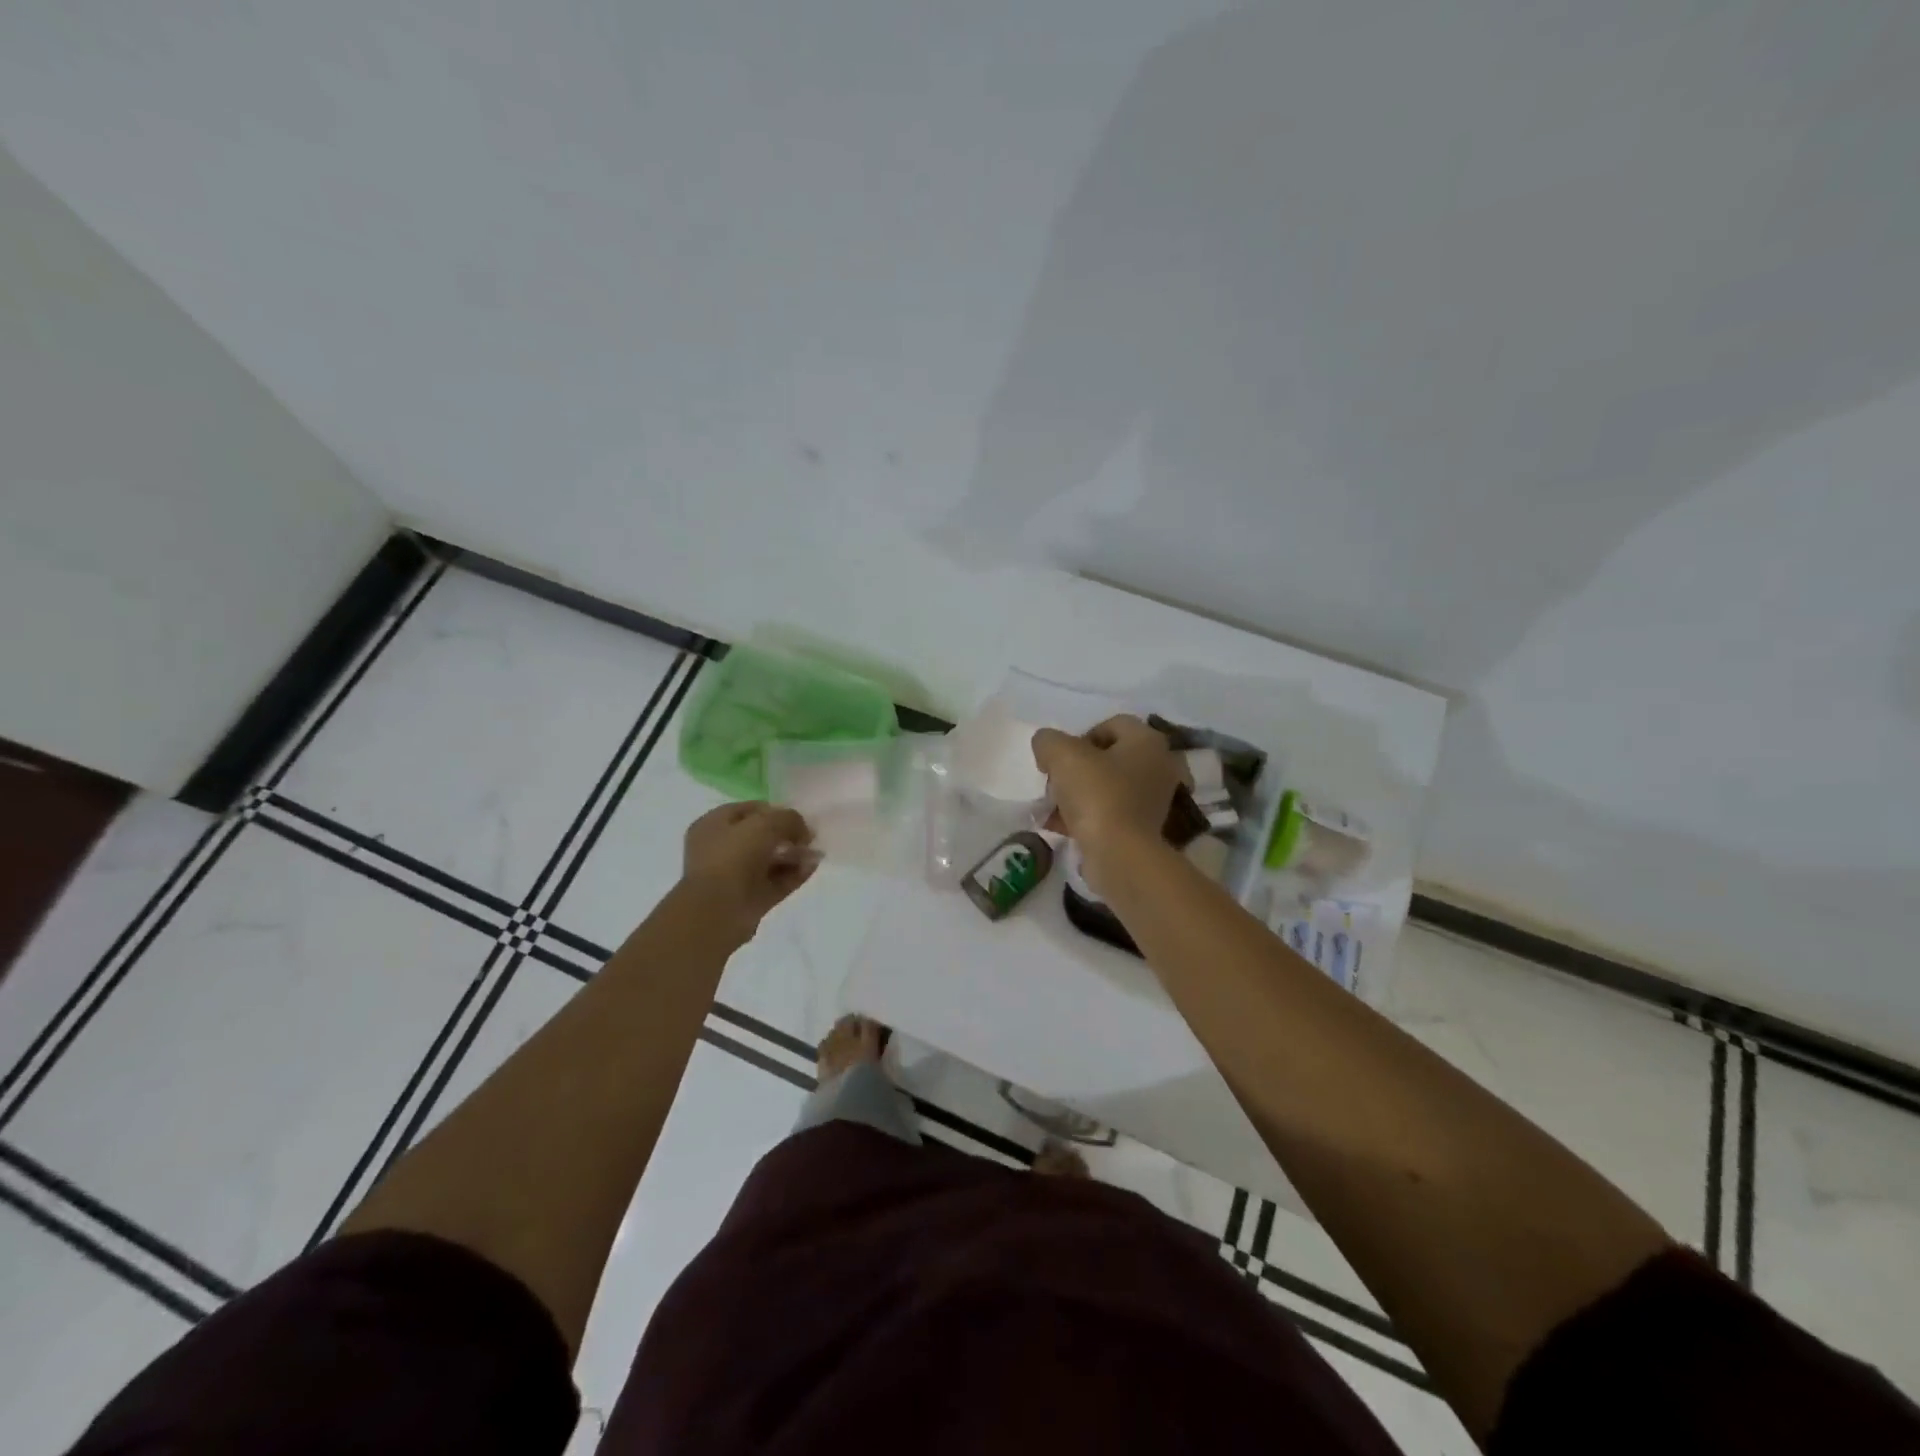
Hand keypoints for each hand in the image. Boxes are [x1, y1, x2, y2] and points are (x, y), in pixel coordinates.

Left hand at [681, 803, 817, 933]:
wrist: (718, 912)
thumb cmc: (733, 857)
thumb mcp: (765, 824)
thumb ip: (789, 819)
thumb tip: (804, 831)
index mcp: (713, 825)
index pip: (749, 810)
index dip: (776, 811)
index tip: (798, 818)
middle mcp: (721, 849)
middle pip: (762, 836)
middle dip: (788, 835)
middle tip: (810, 837)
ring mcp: (735, 876)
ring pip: (771, 861)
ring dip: (794, 855)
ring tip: (816, 853)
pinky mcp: (750, 899)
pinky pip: (777, 882)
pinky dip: (794, 874)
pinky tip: (812, 866)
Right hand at [1031, 715, 1188, 853]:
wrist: (1120, 854)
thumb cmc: (1097, 794)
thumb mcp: (1061, 754)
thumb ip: (1048, 741)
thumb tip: (1047, 748)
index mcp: (1148, 741)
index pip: (1111, 725)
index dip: (1079, 737)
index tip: (1060, 760)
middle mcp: (1161, 766)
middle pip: (1109, 758)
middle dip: (1078, 769)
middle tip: (1056, 784)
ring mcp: (1157, 799)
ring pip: (1109, 787)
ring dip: (1079, 794)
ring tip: (1053, 809)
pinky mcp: (1147, 828)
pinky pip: (1112, 813)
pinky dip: (1088, 816)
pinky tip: (1061, 827)